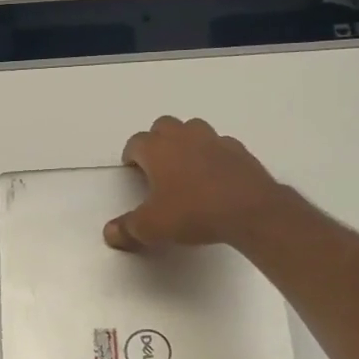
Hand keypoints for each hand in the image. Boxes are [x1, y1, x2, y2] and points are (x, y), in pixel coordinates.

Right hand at [103, 116, 284, 252]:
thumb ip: (127, 229)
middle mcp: (184, 137)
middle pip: (163, 126)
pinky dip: (213, 155)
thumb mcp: (152, 228)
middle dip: (157, 141)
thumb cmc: (193, 213)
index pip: (136, 142)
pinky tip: (214, 176)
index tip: (131, 169)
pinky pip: (220, 145)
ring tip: (185, 167)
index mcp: (157, 149)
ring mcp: (214, 140)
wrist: (249, 210)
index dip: (131, 155)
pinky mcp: (239, 151)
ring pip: (193, 129)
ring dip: (185, 142)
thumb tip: (109, 233)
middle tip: (156, 165)